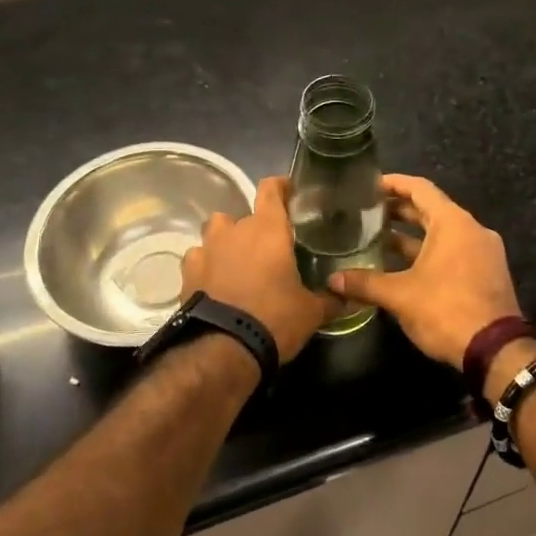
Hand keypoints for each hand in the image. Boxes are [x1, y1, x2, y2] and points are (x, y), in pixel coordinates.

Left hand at [180, 176, 332, 362]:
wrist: (223, 348)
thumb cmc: (274, 319)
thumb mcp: (311, 312)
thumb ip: (330, 299)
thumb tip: (349, 296)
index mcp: (268, 229)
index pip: (271, 189)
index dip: (280, 186)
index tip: (288, 191)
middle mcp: (234, 230)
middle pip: (242, 214)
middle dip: (254, 228)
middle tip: (268, 248)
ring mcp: (206, 249)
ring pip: (215, 232)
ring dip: (226, 242)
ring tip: (238, 262)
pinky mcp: (187, 272)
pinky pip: (197, 258)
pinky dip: (206, 265)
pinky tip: (214, 282)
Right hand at [329, 174, 521, 368]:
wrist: (496, 351)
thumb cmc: (446, 310)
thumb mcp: (400, 295)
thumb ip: (365, 283)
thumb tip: (332, 280)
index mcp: (453, 223)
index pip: (420, 189)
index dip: (394, 183)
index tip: (369, 184)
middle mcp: (472, 229)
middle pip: (431, 209)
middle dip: (399, 210)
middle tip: (367, 212)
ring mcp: (482, 252)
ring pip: (442, 233)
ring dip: (413, 235)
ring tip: (379, 238)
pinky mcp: (486, 273)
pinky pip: (453, 251)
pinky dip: (429, 251)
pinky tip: (404, 266)